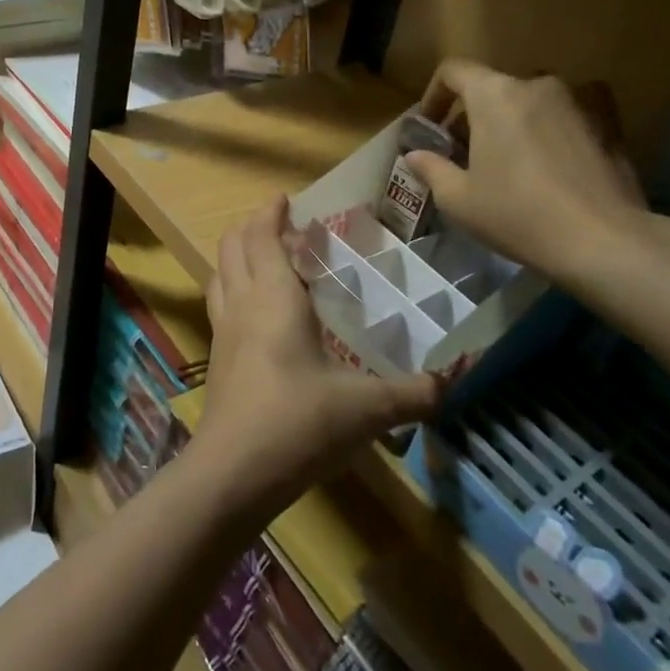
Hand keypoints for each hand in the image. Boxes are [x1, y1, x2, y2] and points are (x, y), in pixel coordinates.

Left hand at [190, 197, 440, 515]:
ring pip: (220, 273)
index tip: (283, 198)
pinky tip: (253, 311)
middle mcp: (243, 303)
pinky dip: (231, 287)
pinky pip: (219, 303)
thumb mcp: (366, 409)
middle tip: (281, 226)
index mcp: (274, 297)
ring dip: (237, 255)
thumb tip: (453, 383)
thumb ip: (412, 394)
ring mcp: (223, 330)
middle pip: (233, 246)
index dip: (270, 213)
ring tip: (263, 258)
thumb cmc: (299, 423)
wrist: (234, 471)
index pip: (263, 236)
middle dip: (252, 227)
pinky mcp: (216, 357)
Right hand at [405, 61, 649, 284]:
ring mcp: (577, 101)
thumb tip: (415, 155)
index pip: (454, 71)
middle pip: (493, 87)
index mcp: (494, 95)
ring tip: (509, 159)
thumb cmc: (517, 214)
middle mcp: (536, 85)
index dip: (434, 94)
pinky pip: (570, 113)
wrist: (603, 241)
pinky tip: (553, 159)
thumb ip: (431, 168)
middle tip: (465, 152)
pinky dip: (553, 126)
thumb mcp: (458, 199)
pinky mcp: (609, 123)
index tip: (431, 126)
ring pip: (531, 100)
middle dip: (473, 114)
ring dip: (513, 120)